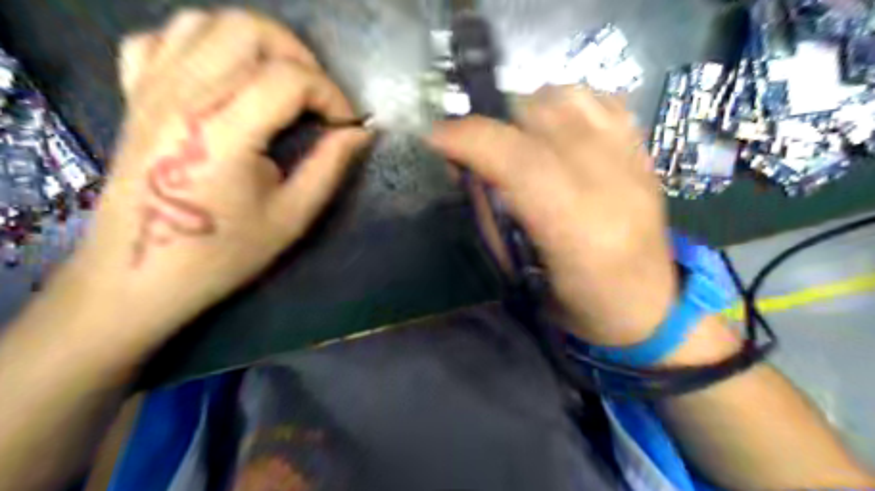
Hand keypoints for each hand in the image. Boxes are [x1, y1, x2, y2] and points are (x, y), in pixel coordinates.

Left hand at [47, 8, 368, 352]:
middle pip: (248, 30)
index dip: (331, 95)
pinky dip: (203, 45)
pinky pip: (164, 39)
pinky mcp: (135, 95)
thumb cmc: (223, 253)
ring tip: (281, 84)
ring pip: (207, 22)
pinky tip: (225, 79)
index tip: (346, 124)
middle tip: (318, 99)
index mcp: (223, 131)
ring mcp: (151, 89)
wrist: (140, 275)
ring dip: (258, 45)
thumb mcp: (292, 216)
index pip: (290, 78)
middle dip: (300, 57)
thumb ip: (330, 166)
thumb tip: (359, 132)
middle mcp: (183, 95)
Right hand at [430, 86, 675, 345]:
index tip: (437, 137)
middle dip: (495, 125)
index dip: (471, 138)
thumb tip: (465, 165)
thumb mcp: (518, 272)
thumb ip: (489, 213)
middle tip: (481, 149)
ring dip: (531, 111)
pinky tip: (558, 131)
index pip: (518, 160)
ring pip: (571, 97)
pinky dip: (569, 105)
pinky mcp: (645, 153)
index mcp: (575, 228)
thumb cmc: (575, 302)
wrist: (648, 305)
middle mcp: (609, 184)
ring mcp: (633, 162)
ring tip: (520, 138)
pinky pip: (602, 100)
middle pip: (542, 116)